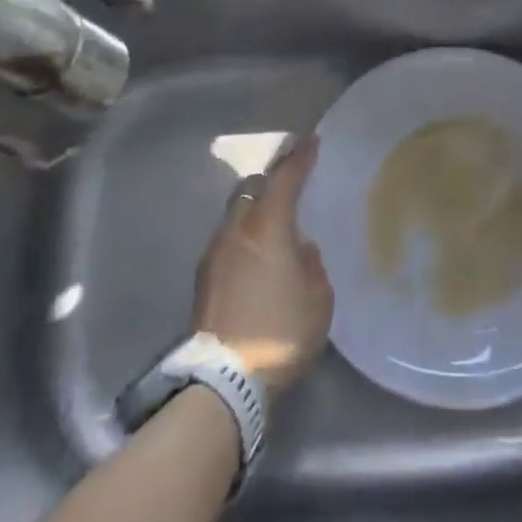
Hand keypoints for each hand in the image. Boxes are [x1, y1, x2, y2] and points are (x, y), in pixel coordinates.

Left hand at [193, 135, 333, 397]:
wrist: (224, 379)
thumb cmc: (281, 332)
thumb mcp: (318, 300)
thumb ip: (311, 264)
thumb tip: (300, 249)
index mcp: (269, 227)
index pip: (285, 178)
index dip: (300, 158)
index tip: (312, 142)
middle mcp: (237, 229)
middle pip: (252, 188)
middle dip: (271, 179)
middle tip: (290, 179)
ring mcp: (215, 251)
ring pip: (236, 213)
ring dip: (254, 209)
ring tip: (273, 222)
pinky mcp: (203, 276)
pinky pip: (227, 239)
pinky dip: (243, 236)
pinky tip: (255, 255)